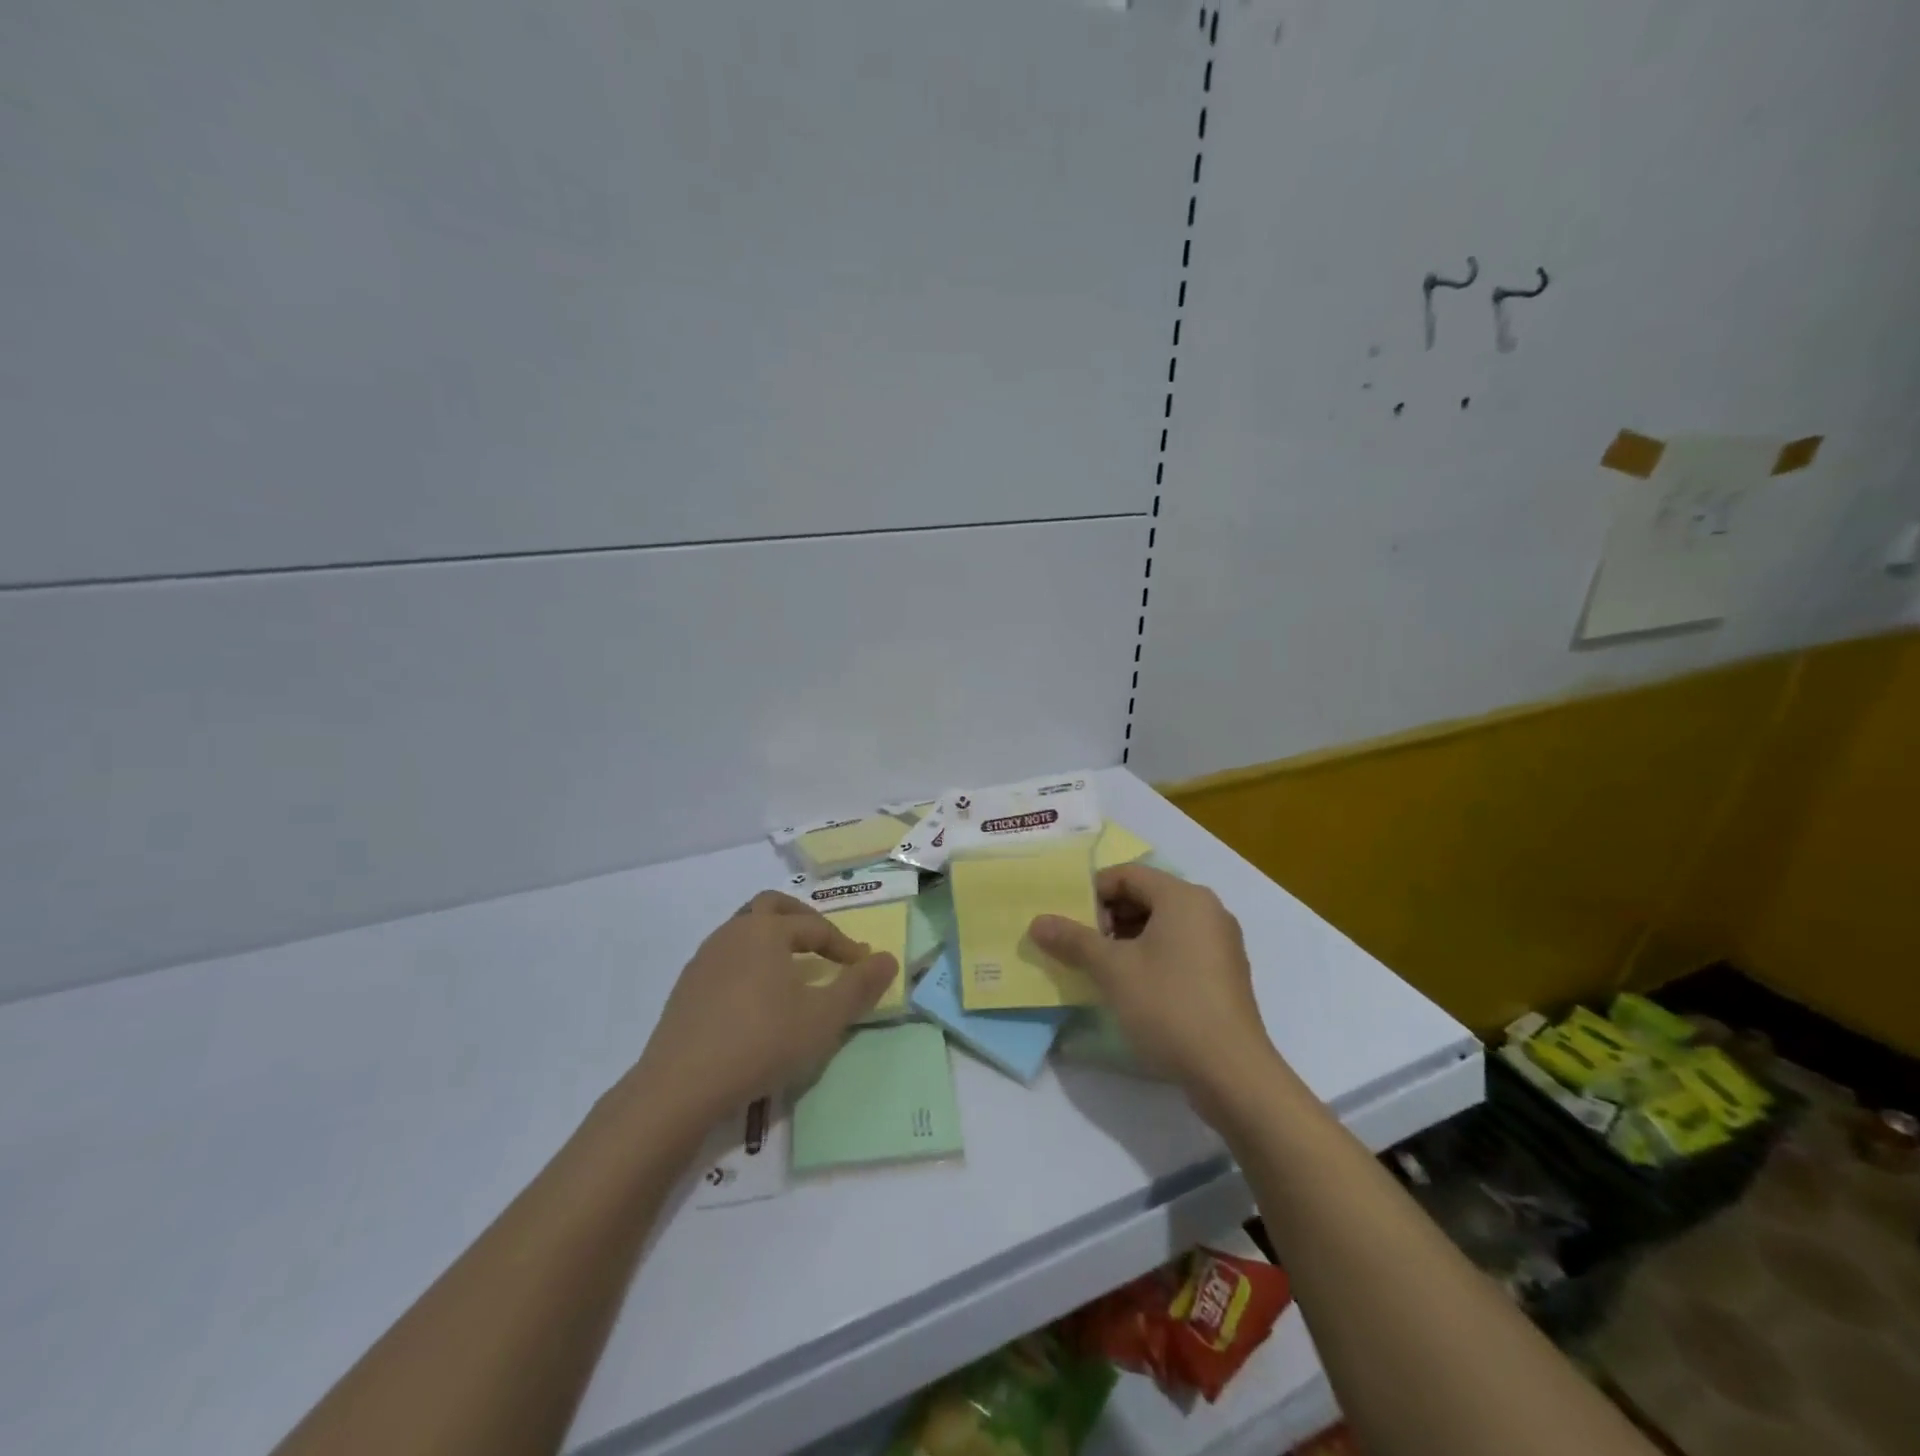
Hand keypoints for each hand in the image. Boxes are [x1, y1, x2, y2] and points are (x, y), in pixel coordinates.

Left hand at [628, 891, 897, 1129]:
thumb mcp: (824, 1018)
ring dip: (773, 941)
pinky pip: (726, 959)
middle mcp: (732, 933)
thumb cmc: (761, 1042)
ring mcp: (704, 959)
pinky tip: (756, 1000)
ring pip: (744, 931)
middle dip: (802, 920)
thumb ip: (860, 986)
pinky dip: (749, 964)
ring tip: (792, 971)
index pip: (815, 927)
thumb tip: (889, 959)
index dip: (845, 946)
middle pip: (771, 907)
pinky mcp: (686, 988)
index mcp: (766, 930)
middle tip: (824, 944)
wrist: (680, 1087)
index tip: (863, 968)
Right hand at [1030, 865, 1280, 1115]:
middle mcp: (1207, 910)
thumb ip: (1073, 940)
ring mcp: (1220, 943)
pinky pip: (1180, 948)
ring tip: (1100, 969)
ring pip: (1162, 925)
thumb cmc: (1169, 1005)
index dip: (1092, 893)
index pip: (1127, 875)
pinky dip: (1151, 957)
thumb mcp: (1112, 970)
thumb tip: (1037, 922)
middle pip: (1146, 897)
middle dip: (1108, 918)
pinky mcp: (1224, 974)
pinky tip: (1132, 988)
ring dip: (1127, 940)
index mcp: (1183, 897)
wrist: (1232, 1073)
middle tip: (1080, 947)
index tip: (1070, 923)